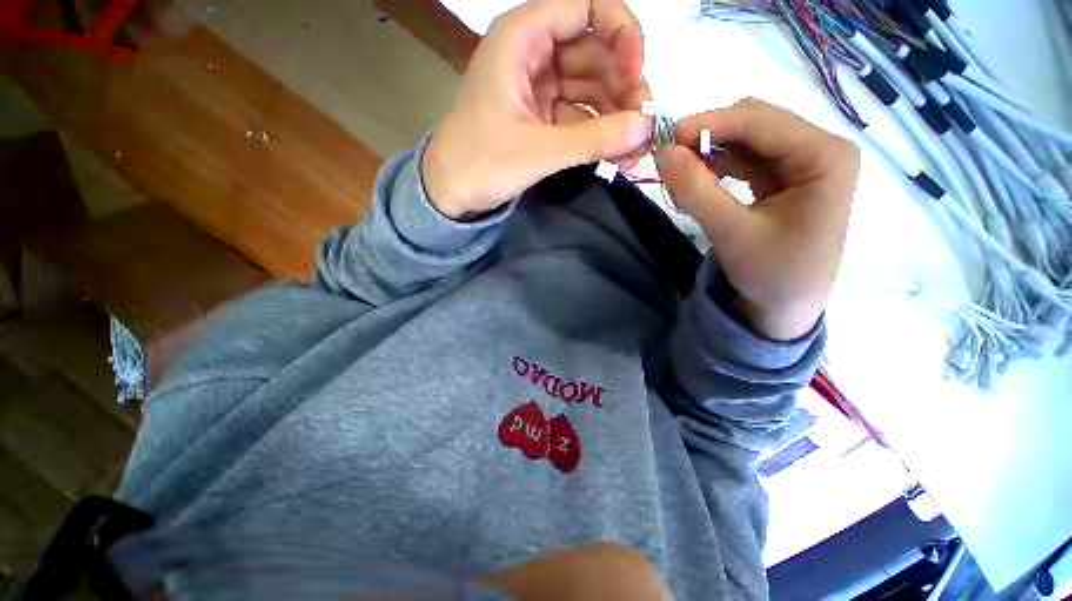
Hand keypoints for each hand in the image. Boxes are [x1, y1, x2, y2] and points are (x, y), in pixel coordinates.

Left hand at [422, 0, 652, 220]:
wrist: (450, 193)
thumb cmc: (481, 164)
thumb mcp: (538, 151)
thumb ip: (593, 139)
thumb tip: (645, 128)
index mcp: (522, 36)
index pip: (586, 6)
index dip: (621, 33)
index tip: (636, 74)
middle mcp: (533, 52)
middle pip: (595, 52)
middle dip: (623, 88)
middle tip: (642, 130)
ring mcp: (538, 86)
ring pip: (592, 87)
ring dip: (616, 117)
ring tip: (633, 153)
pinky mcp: (542, 115)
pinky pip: (580, 114)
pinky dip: (599, 133)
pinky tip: (616, 155)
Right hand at [656, 99, 858, 340]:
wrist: (786, 309)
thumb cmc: (772, 276)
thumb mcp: (732, 233)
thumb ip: (697, 192)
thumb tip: (663, 154)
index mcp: (825, 157)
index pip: (761, 121)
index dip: (709, 123)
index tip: (666, 140)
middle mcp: (820, 150)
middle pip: (756, 123)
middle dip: (709, 136)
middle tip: (669, 157)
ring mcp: (804, 163)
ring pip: (748, 140)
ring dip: (711, 151)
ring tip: (680, 173)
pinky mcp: (787, 179)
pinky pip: (747, 160)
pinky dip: (718, 166)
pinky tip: (698, 180)